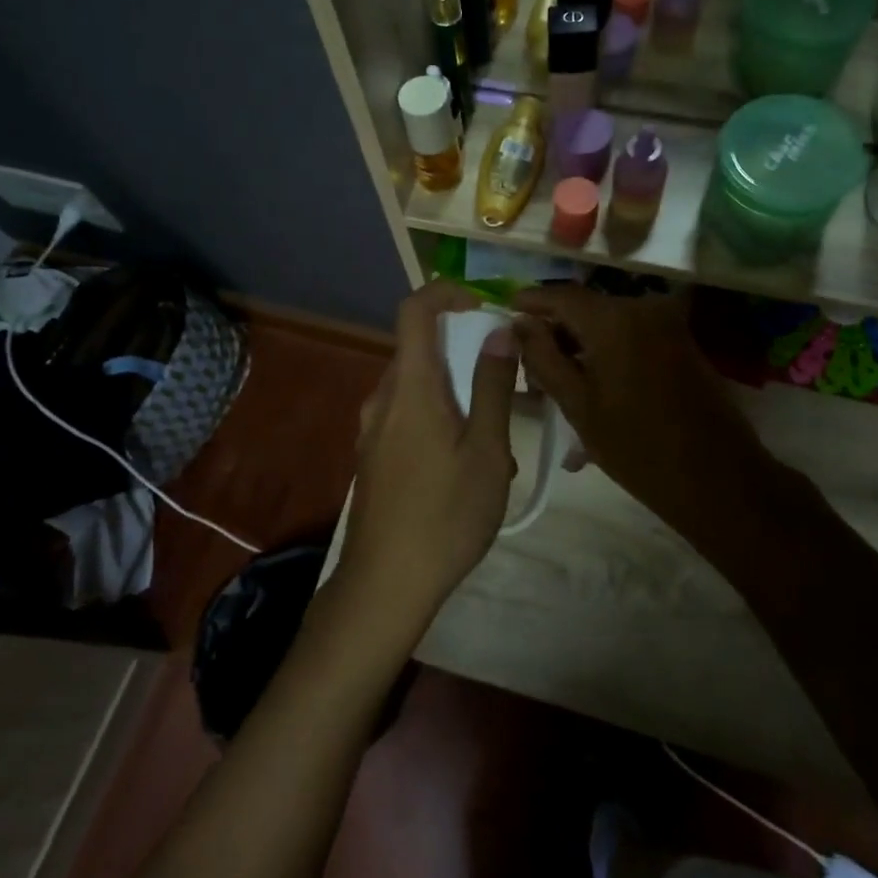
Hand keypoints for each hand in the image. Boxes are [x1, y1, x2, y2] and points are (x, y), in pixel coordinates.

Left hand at [334, 282, 518, 639]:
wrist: (385, 584)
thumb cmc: (445, 515)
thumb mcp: (485, 450)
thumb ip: (492, 386)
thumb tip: (499, 332)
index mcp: (410, 388)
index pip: (415, 310)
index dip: (446, 292)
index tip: (482, 305)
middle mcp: (383, 399)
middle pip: (419, 350)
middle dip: (463, 354)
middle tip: (505, 386)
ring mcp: (372, 430)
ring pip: (417, 387)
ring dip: (455, 393)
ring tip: (492, 441)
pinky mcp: (373, 456)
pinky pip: (407, 416)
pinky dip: (438, 417)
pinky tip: (464, 466)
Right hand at [512, 286, 775, 532]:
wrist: (715, 477)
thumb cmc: (636, 446)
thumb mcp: (576, 404)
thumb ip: (542, 356)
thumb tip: (520, 322)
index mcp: (613, 318)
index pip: (559, 295)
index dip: (530, 301)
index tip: (505, 310)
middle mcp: (642, 307)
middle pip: (585, 308)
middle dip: (554, 329)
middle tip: (529, 361)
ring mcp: (667, 323)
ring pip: (608, 324)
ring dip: (581, 344)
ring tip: (557, 380)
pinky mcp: (681, 341)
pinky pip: (631, 336)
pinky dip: (607, 352)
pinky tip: (592, 384)